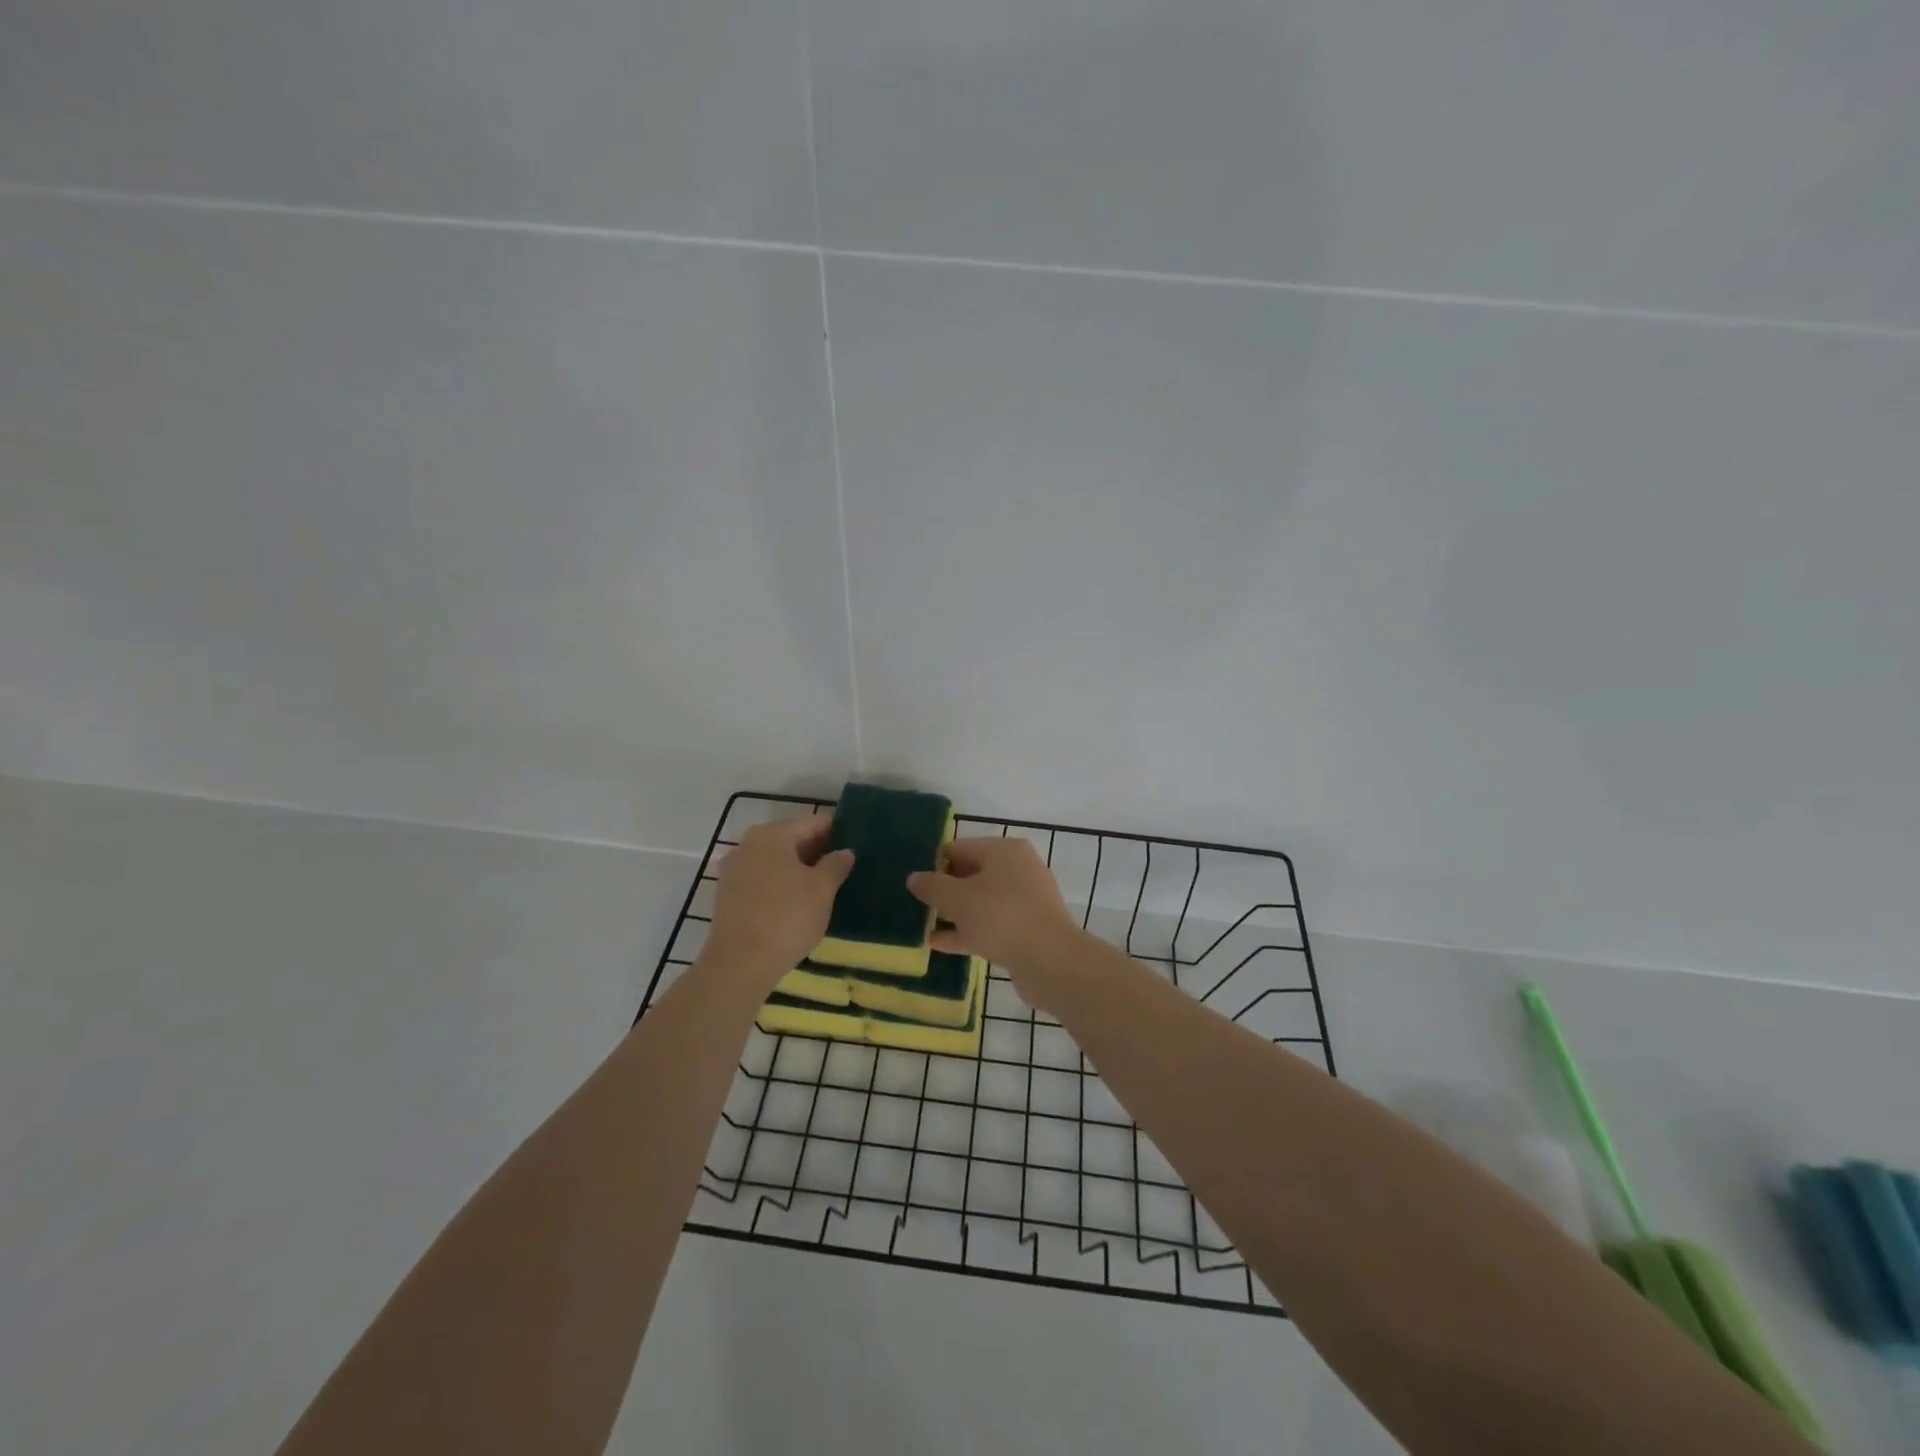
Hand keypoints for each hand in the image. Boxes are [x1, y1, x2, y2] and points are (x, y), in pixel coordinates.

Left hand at [701, 815, 853, 990]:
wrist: (739, 965)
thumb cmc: (787, 917)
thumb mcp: (822, 889)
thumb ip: (836, 865)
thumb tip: (844, 852)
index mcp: (772, 835)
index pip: (813, 823)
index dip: (838, 831)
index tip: (858, 843)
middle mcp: (748, 845)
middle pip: (792, 840)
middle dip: (819, 852)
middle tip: (847, 867)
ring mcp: (734, 871)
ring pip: (777, 862)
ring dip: (800, 870)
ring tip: (828, 887)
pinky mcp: (728, 897)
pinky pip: (764, 881)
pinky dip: (783, 886)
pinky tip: (801, 903)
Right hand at [908, 838, 1086, 1010]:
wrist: (1050, 961)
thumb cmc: (1000, 916)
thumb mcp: (958, 898)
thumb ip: (933, 886)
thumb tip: (914, 878)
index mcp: (1004, 851)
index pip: (960, 848)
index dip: (934, 863)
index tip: (912, 881)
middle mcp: (1018, 869)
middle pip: (972, 874)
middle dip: (944, 890)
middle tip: (913, 903)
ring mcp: (1025, 901)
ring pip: (981, 903)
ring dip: (954, 914)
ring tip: (922, 924)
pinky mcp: (1027, 930)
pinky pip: (990, 926)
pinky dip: (967, 932)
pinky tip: (938, 945)